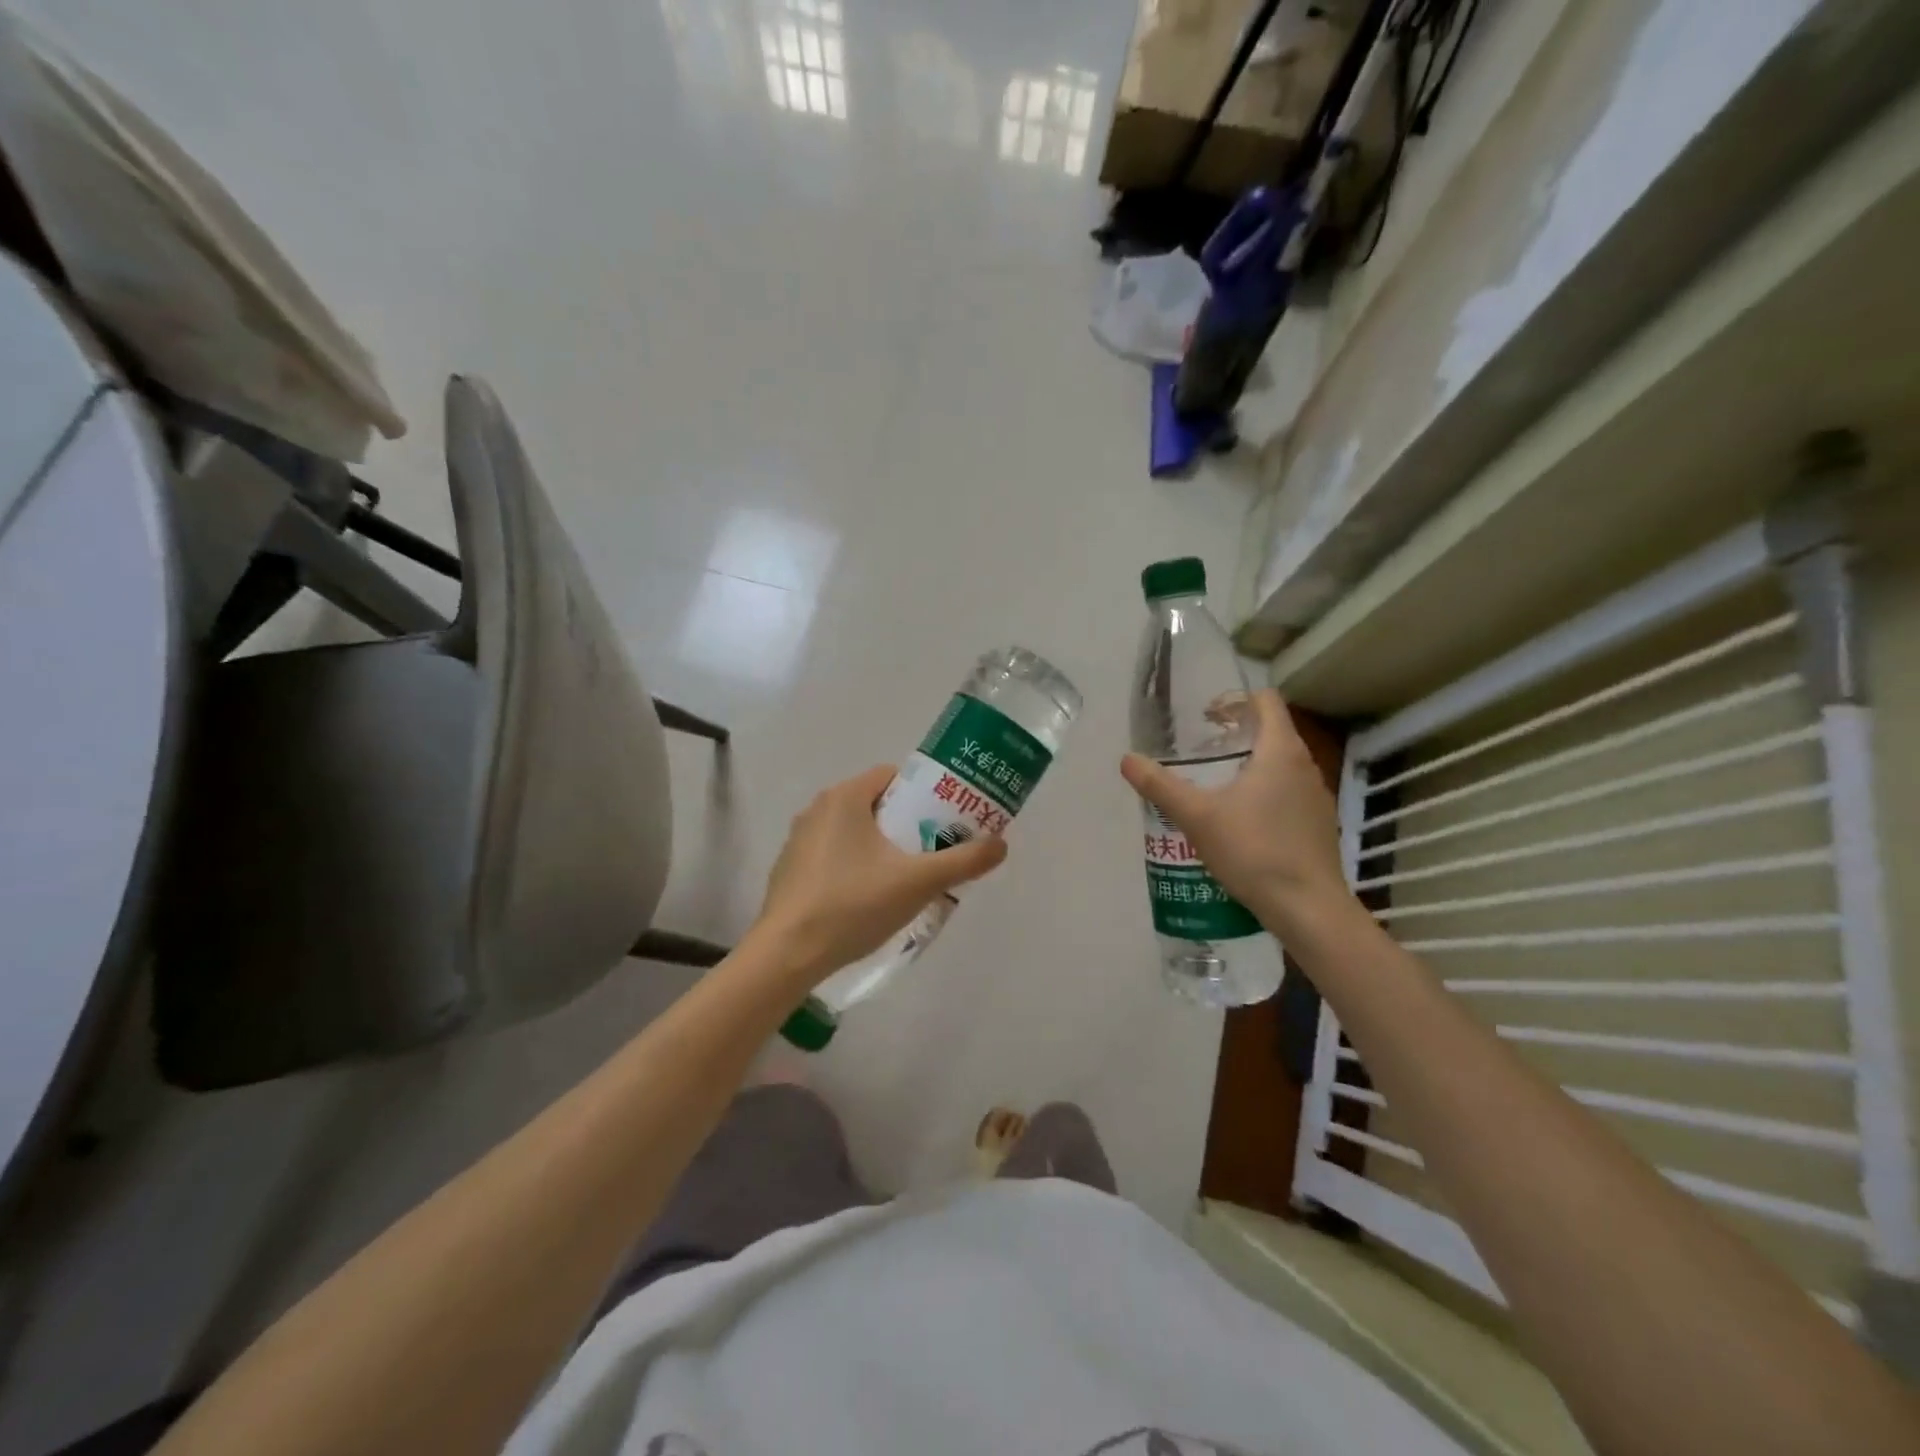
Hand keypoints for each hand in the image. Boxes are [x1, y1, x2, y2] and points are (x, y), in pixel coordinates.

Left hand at [751, 765, 1008, 983]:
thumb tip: (1002, 844)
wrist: (787, 955)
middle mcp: (817, 809)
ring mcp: (799, 841)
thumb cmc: (852, 904)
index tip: (945, 819)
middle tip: (934, 851)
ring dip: (882, 847)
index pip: (892, 776)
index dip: (924, 793)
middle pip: (875, 804)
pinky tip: (868, 900)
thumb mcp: (917, 882)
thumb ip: (963, 861)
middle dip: (907, 823)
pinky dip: (855, 866)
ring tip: (907, 878)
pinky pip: (833, 855)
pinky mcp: (790, 870)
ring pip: (854, 832)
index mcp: (844, 798)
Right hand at [1120, 690, 1353, 936]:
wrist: (1307, 908)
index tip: (1206, 718)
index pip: (1266, 701)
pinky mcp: (1319, 824)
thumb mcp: (1196, 816)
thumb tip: (1126, 759)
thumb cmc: (1253, 850)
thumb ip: (1160, 785)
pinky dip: (1265, 792)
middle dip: (1236, 734)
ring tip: (1216, 786)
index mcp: (1281, 751)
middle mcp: (1305, 765)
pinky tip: (1241, 822)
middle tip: (1201, 750)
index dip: (1235, 700)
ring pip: (1282, 764)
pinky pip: (1289, 792)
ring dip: (1251, 764)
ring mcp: (1317, 796)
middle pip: (1273, 731)